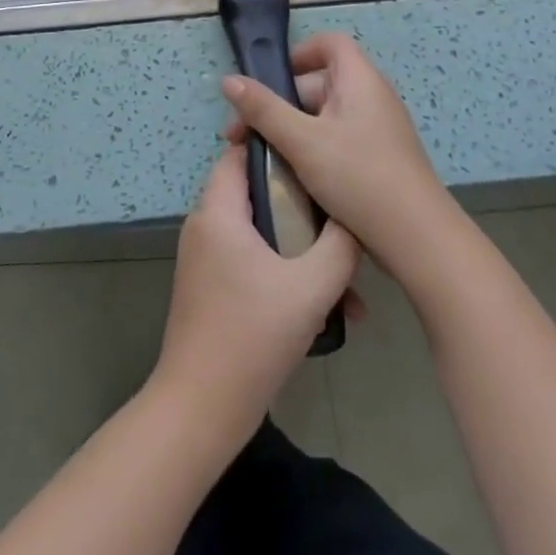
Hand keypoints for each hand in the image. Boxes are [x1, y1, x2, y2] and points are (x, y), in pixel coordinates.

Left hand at [152, 145, 359, 441]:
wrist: (201, 408)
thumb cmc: (252, 337)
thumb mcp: (310, 288)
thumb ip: (339, 246)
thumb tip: (355, 218)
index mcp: (218, 212)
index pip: (240, 154)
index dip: (276, 146)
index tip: (316, 152)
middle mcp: (206, 226)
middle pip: (257, 193)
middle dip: (302, 204)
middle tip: (341, 214)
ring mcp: (207, 259)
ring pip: (261, 233)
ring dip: (302, 248)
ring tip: (347, 278)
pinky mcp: (212, 287)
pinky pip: (253, 261)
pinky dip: (285, 273)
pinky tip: (328, 309)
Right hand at [220, 32, 454, 279]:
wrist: (417, 239)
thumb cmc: (358, 177)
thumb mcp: (302, 141)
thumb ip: (263, 109)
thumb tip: (228, 80)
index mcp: (359, 80)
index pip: (329, 44)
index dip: (298, 53)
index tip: (268, 80)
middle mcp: (371, 97)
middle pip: (319, 83)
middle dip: (279, 103)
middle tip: (244, 135)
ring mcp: (377, 129)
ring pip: (324, 116)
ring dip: (291, 130)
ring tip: (261, 159)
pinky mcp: (378, 159)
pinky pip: (337, 140)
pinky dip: (312, 149)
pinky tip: (291, 177)